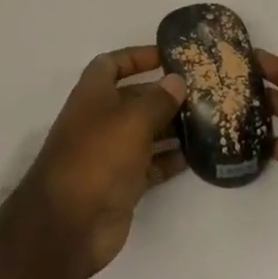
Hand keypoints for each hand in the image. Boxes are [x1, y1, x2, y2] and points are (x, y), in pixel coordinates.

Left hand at [25, 46, 188, 278]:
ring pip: (145, 132)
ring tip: (206, 122)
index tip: (168, 56)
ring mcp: (110, 152)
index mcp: (93, 94)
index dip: (138, 57)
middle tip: (201, 92)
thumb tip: (176, 80)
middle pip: (134, 98)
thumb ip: (157, 99)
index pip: (113, 63)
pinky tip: (196, 156)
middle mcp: (100, 119)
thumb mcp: (132, 120)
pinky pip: (150, 164)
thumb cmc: (99, 155)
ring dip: (171, 127)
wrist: (71, 222)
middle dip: (163, 94)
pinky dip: (169, 159)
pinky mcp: (121, 183)